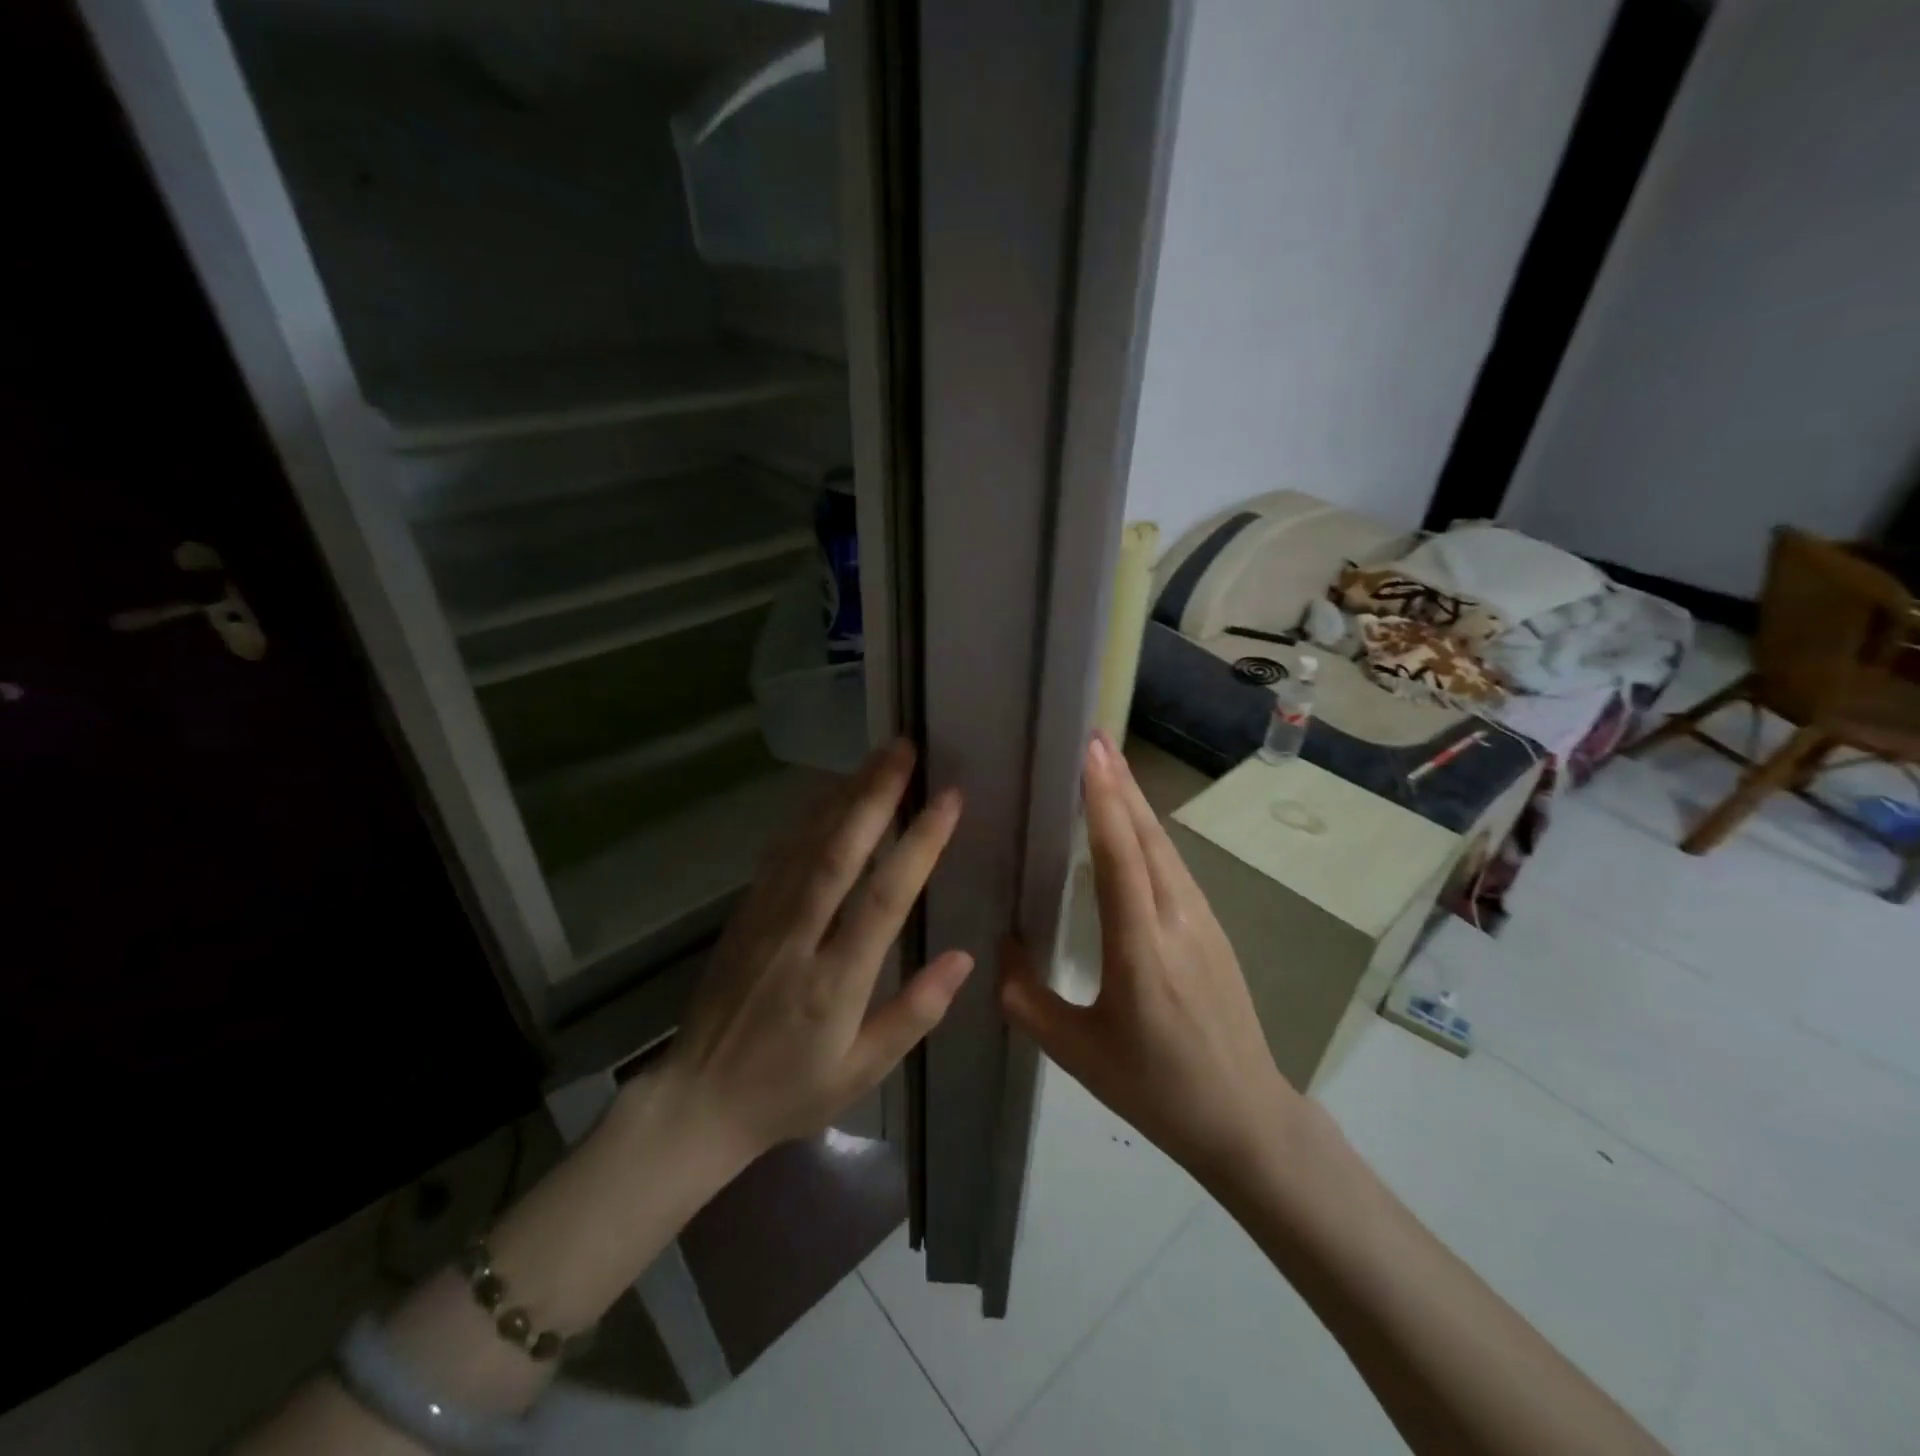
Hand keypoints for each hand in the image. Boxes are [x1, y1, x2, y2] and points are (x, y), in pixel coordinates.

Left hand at [659, 739, 974, 1165]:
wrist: (696, 1101)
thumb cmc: (789, 1091)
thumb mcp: (863, 1071)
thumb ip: (915, 1013)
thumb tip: (965, 958)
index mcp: (836, 982)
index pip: (885, 898)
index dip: (919, 844)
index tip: (949, 799)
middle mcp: (799, 938)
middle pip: (839, 852)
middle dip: (874, 795)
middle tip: (904, 749)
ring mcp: (764, 920)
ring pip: (806, 844)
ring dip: (844, 796)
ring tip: (877, 759)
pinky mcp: (744, 914)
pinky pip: (780, 855)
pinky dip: (809, 818)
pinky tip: (829, 795)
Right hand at [1001, 731, 1297, 1181]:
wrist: (1245, 1118)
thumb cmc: (1155, 1088)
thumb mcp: (1075, 1052)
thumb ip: (1026, 997)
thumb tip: (1001, 944)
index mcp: (1141, 950)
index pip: (1120, 857)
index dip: (1103, 800)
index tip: (1088, 751)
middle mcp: (1178, 921)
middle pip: (1148, 836)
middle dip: (1119, 783)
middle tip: (1092, 738)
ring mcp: (1203, 921)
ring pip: (1164, 847)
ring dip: (1135, 803)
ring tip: (1106, 767)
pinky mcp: (1213, 928)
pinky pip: (1174, 867)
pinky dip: (1148, 833)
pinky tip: (1131, 827)